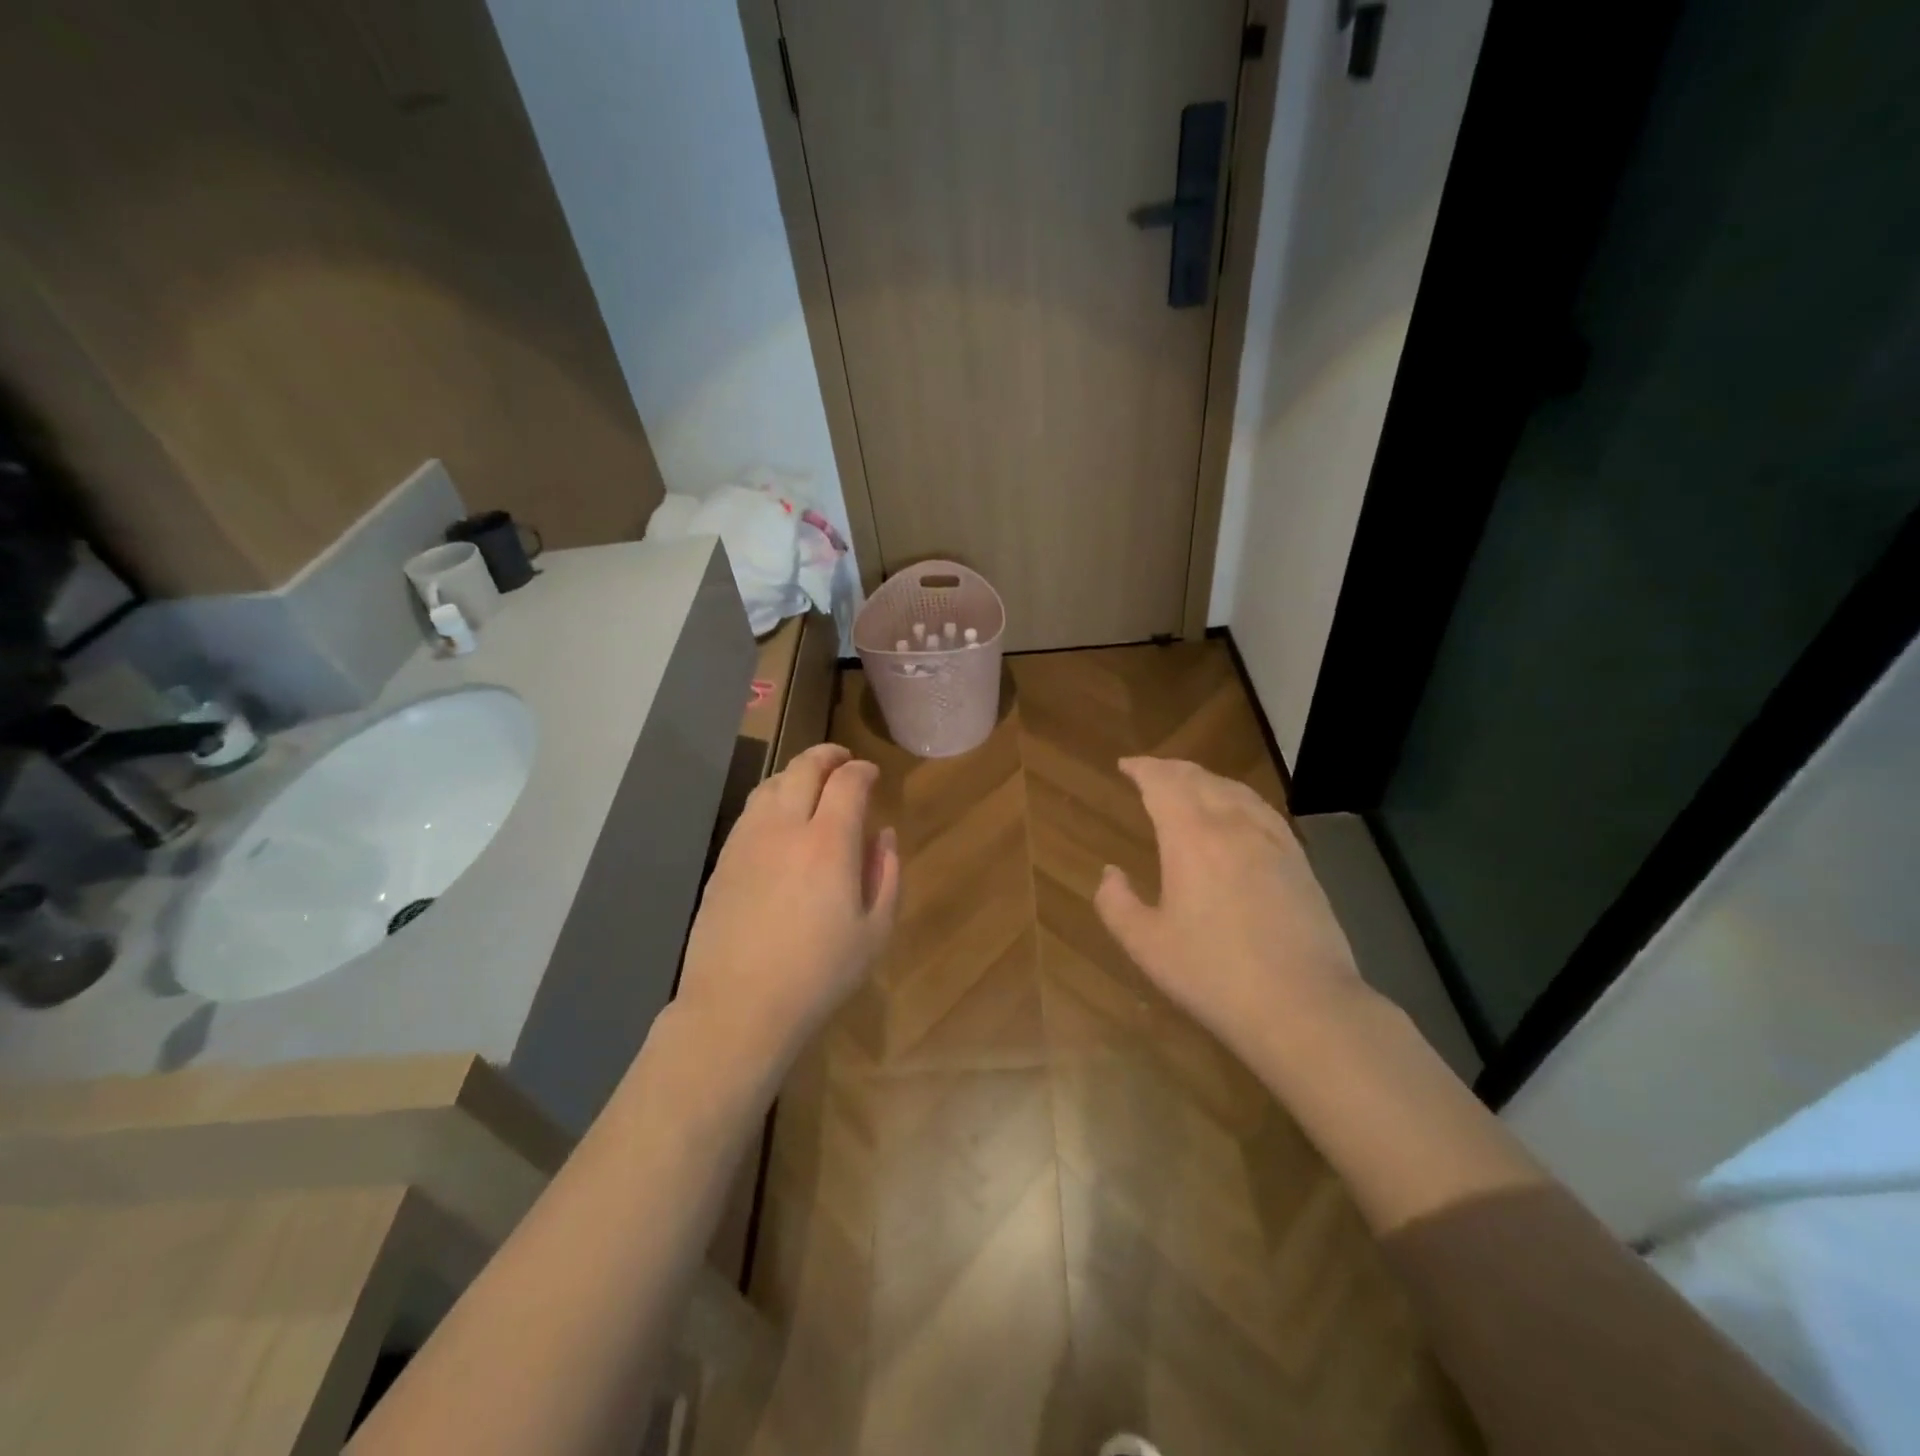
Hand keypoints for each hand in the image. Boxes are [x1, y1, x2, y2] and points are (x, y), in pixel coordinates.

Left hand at [676, 744, 899, 1075]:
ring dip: (796, 773)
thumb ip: (885, 874)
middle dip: (828, 756)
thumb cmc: (819, 974)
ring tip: (811, 783)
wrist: (739, 1006)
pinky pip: (750, 811)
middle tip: (843, 760)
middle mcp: (785, 828)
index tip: (872, 774)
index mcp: (829, 843)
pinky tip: (779, 819)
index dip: (863, 770)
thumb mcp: (875, 931)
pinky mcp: (723, 860)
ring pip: (771, 784)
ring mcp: (747, 841)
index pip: (847, 782)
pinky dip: (771, 798)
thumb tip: (883, 835)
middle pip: (803, 768)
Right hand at [1095, 757, 1368, 1066]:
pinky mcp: (1298, 860)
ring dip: (1205, 780)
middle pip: (1199, 779)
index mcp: (1191, 838)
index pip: (1164, 783)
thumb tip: (1111, 873)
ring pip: (1234, 790)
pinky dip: (1238, 798)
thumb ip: (1116, 904)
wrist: (1302, 1005)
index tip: (1125, 766)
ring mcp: (1272, 841)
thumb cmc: (1213, 974)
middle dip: (1171, 769)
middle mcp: (1233, 825)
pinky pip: (1262, 810)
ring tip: (1189, 785)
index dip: (1143, 769)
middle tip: (1151, 772)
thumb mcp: (1146, 945)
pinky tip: (1238, 813)